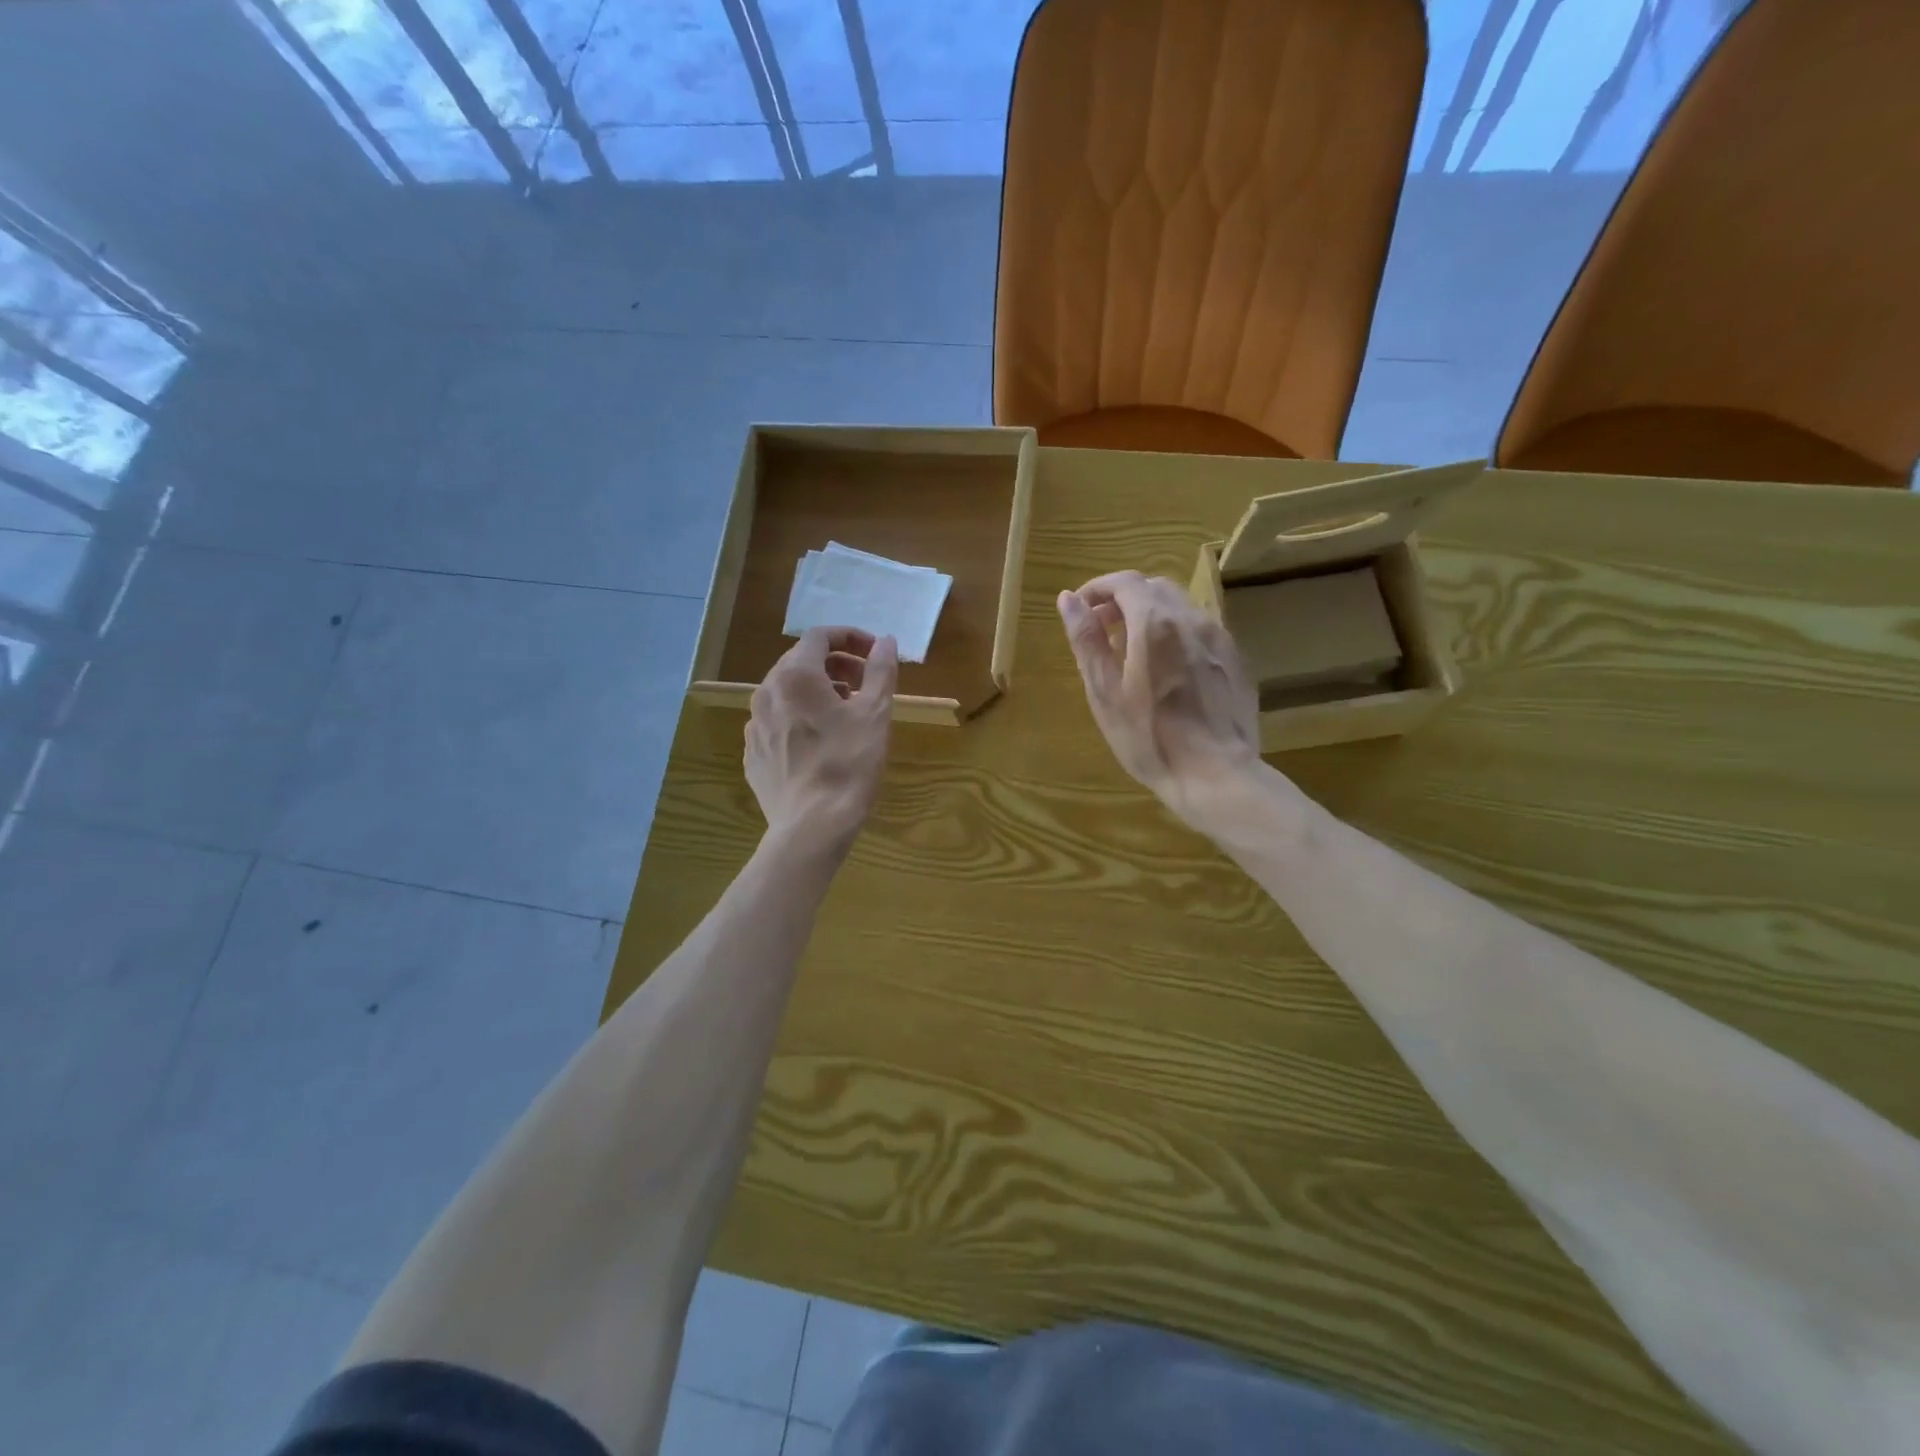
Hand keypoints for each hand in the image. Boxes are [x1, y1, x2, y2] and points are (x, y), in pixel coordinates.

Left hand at [746, 627, 897, 858]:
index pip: (819, 636)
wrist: (812, 826)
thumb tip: (886, 641)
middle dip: (836, 665)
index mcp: (795, 676)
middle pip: (800, 661)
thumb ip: (880, 670)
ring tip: (846, 712)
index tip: (874, 653)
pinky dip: (800, 718)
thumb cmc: (849, 764)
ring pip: (787, 692)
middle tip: (865, 684)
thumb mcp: (875, 714)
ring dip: (818, 691)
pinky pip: (777, 721)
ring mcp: (754, 724)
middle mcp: (767, 692)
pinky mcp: (752, 753)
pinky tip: (821, 742)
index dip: (850, 637)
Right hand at [1058, 572, 1261, 825]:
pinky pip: (1200, 629)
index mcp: (1154, 623)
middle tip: (1102, 628)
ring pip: (1180, 606)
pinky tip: (1168, 668)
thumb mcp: (1104, 692)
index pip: (1124, 581)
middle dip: (1124, 598)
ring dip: (1151, 614)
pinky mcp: (1235, 659)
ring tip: (1132, 649)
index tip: (1081, 608)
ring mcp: (1219, 638)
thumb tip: (1069, 599)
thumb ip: (1087, 640)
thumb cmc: (1149, 737)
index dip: (1098, 588)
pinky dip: (1176, 632)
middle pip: (1154, 587)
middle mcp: (1190, 618)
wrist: (1216, 774)